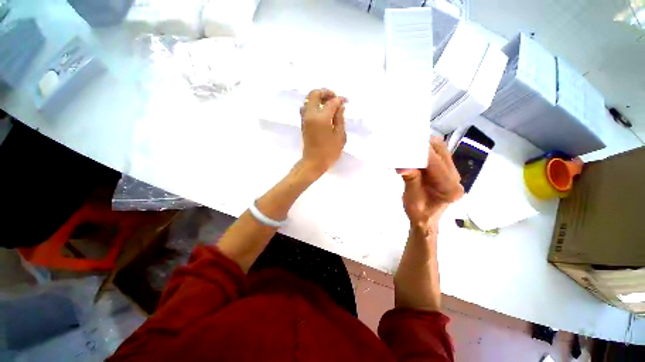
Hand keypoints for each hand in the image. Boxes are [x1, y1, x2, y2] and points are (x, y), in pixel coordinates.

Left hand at [299, 88, 346, 176]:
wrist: (313, 163)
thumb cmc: (329, 152)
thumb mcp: (339, 137)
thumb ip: (340, 119)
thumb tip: (340, 106)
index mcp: (321, 118)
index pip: (331, 102)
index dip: (340, 99)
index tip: (346, 101)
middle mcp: (310, 115)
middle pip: (315, 94)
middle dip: (326, 92)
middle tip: (335, 98)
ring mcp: (305, 118)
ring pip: (309, 99)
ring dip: (319, 98)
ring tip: (329, 104)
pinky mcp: (303, 123)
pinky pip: (306, 107)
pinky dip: (314, 105)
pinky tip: (322, 112)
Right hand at [398, 136, 463, 228]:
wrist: (425, 219)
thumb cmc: (418, 213)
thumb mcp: (412, 199)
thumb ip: (411, 180)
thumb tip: (403, 166)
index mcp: (450, 188)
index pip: (436, 164)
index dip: (422, 153)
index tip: (407, 145)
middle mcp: (455, 178)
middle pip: (442, 152)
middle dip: (424, 145)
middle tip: (407, 143)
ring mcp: (452, 173)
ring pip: (441, 150)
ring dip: (426, 146)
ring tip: (410, 146)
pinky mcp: (446, 171)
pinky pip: (438, 154)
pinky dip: (426, 151)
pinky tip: (415, 152)